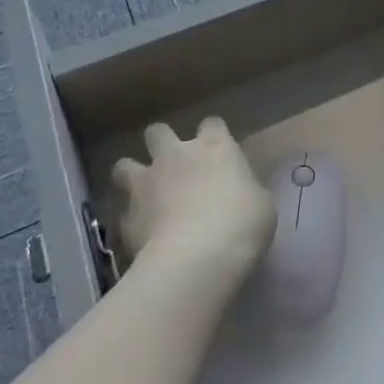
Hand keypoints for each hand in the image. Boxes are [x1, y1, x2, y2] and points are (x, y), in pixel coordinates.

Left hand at [112, 117, 274, 285]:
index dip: (213, 135)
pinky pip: (122, 212)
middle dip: (161, 143)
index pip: (212, 124)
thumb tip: (238, 195)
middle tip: (171, 164)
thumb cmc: (241, 224)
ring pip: (124, 165)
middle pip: (158, 132)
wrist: (196, 259)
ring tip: (142, 193)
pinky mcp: (126, 218)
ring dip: (132, 175)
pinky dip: (129, 220)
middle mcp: (176, 155)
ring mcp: (146, 184)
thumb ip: (244, 191)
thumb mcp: (260, 204)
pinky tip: (140, 234)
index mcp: (214, 147)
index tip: (217, 151)